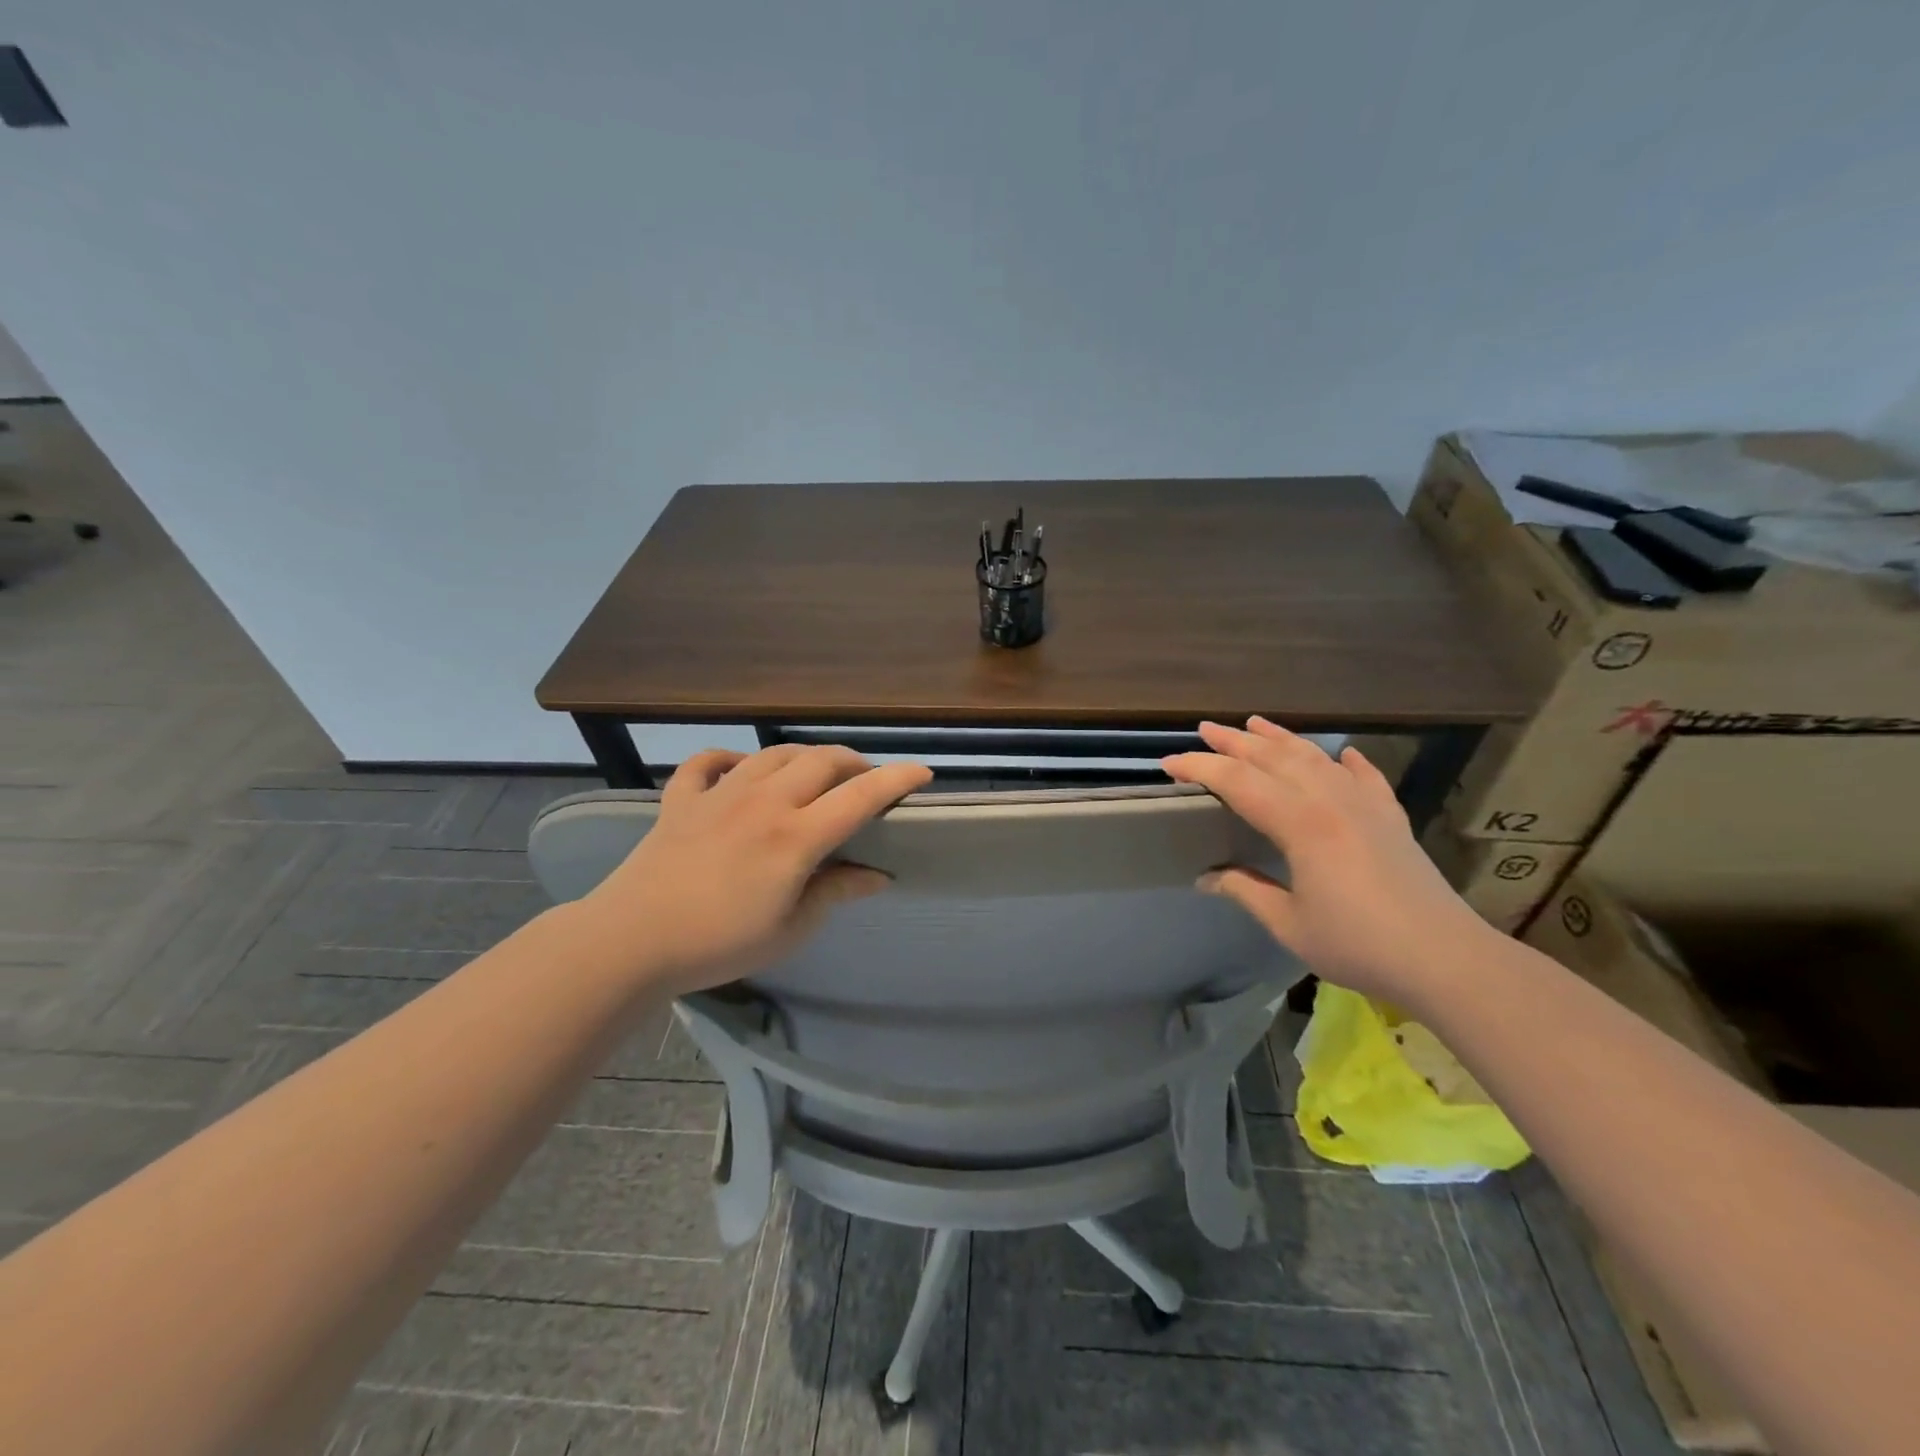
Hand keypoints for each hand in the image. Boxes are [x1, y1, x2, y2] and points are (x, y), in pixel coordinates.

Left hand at [579, 745, 932, 993]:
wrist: (630, 941)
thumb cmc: (718, 943)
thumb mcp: (790, 929)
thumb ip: (836, 892)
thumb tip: (878, 875)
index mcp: (795, 837)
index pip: (859, 797)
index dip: (896, 780)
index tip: (922, 774)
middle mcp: (764, 802)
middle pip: (821, 761)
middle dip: (854, 763)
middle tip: (866, 781)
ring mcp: (720, 794)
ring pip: (774, 754)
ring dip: (804, 757)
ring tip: (816, 774)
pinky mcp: (682, 799)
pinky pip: (709, 763)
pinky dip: (730, 759)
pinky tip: (740, 770)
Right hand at [1162, 718, 1490, 1003]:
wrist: (1445, 958)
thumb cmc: (1358, 944)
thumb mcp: (1289, 923)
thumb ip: (1246, 891)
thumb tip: (1207, 877)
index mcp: (1300, 823)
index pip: (1238, 782)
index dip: (1200, 768)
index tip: (1169, 763)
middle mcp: (1330, 800)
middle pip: (1274, 757)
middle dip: (1235, 741)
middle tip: (1205, 728)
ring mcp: (1365, 804)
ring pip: (1315, 757)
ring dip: (1281, 738)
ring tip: (1256, 723)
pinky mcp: (1391, 817)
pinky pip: (1364, 777)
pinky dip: (1348, 761)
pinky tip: (1343, 754)